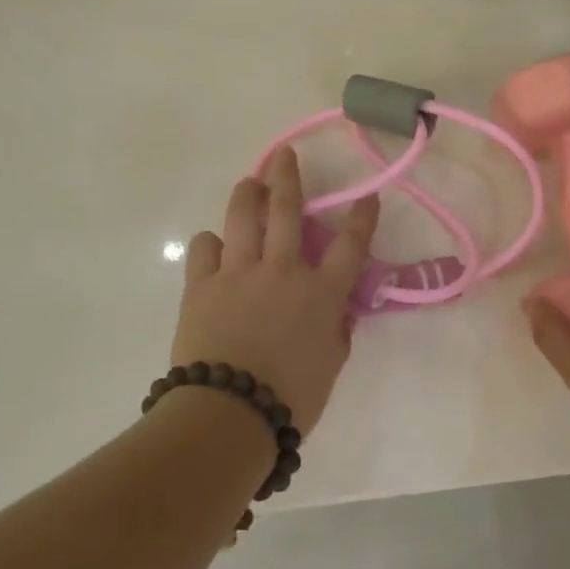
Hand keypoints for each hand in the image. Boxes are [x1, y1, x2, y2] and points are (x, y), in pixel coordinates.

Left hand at [171, 147, 379, 437]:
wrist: (230, 413)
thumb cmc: (291, 398)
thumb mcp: (329, 365)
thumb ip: (336, 331)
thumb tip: (336, 310)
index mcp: (321, 293)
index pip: (351, 245)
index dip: (362, 218)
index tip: (368, 197)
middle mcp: (283, 270)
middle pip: (287, 210)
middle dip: (288, 177)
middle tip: (285, 155)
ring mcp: (239, 272)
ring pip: (243, 216)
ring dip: (247, 193)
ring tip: (249, 182)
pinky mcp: (202, 284)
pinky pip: (205, 248)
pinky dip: (212, 243)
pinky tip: (215, 246)